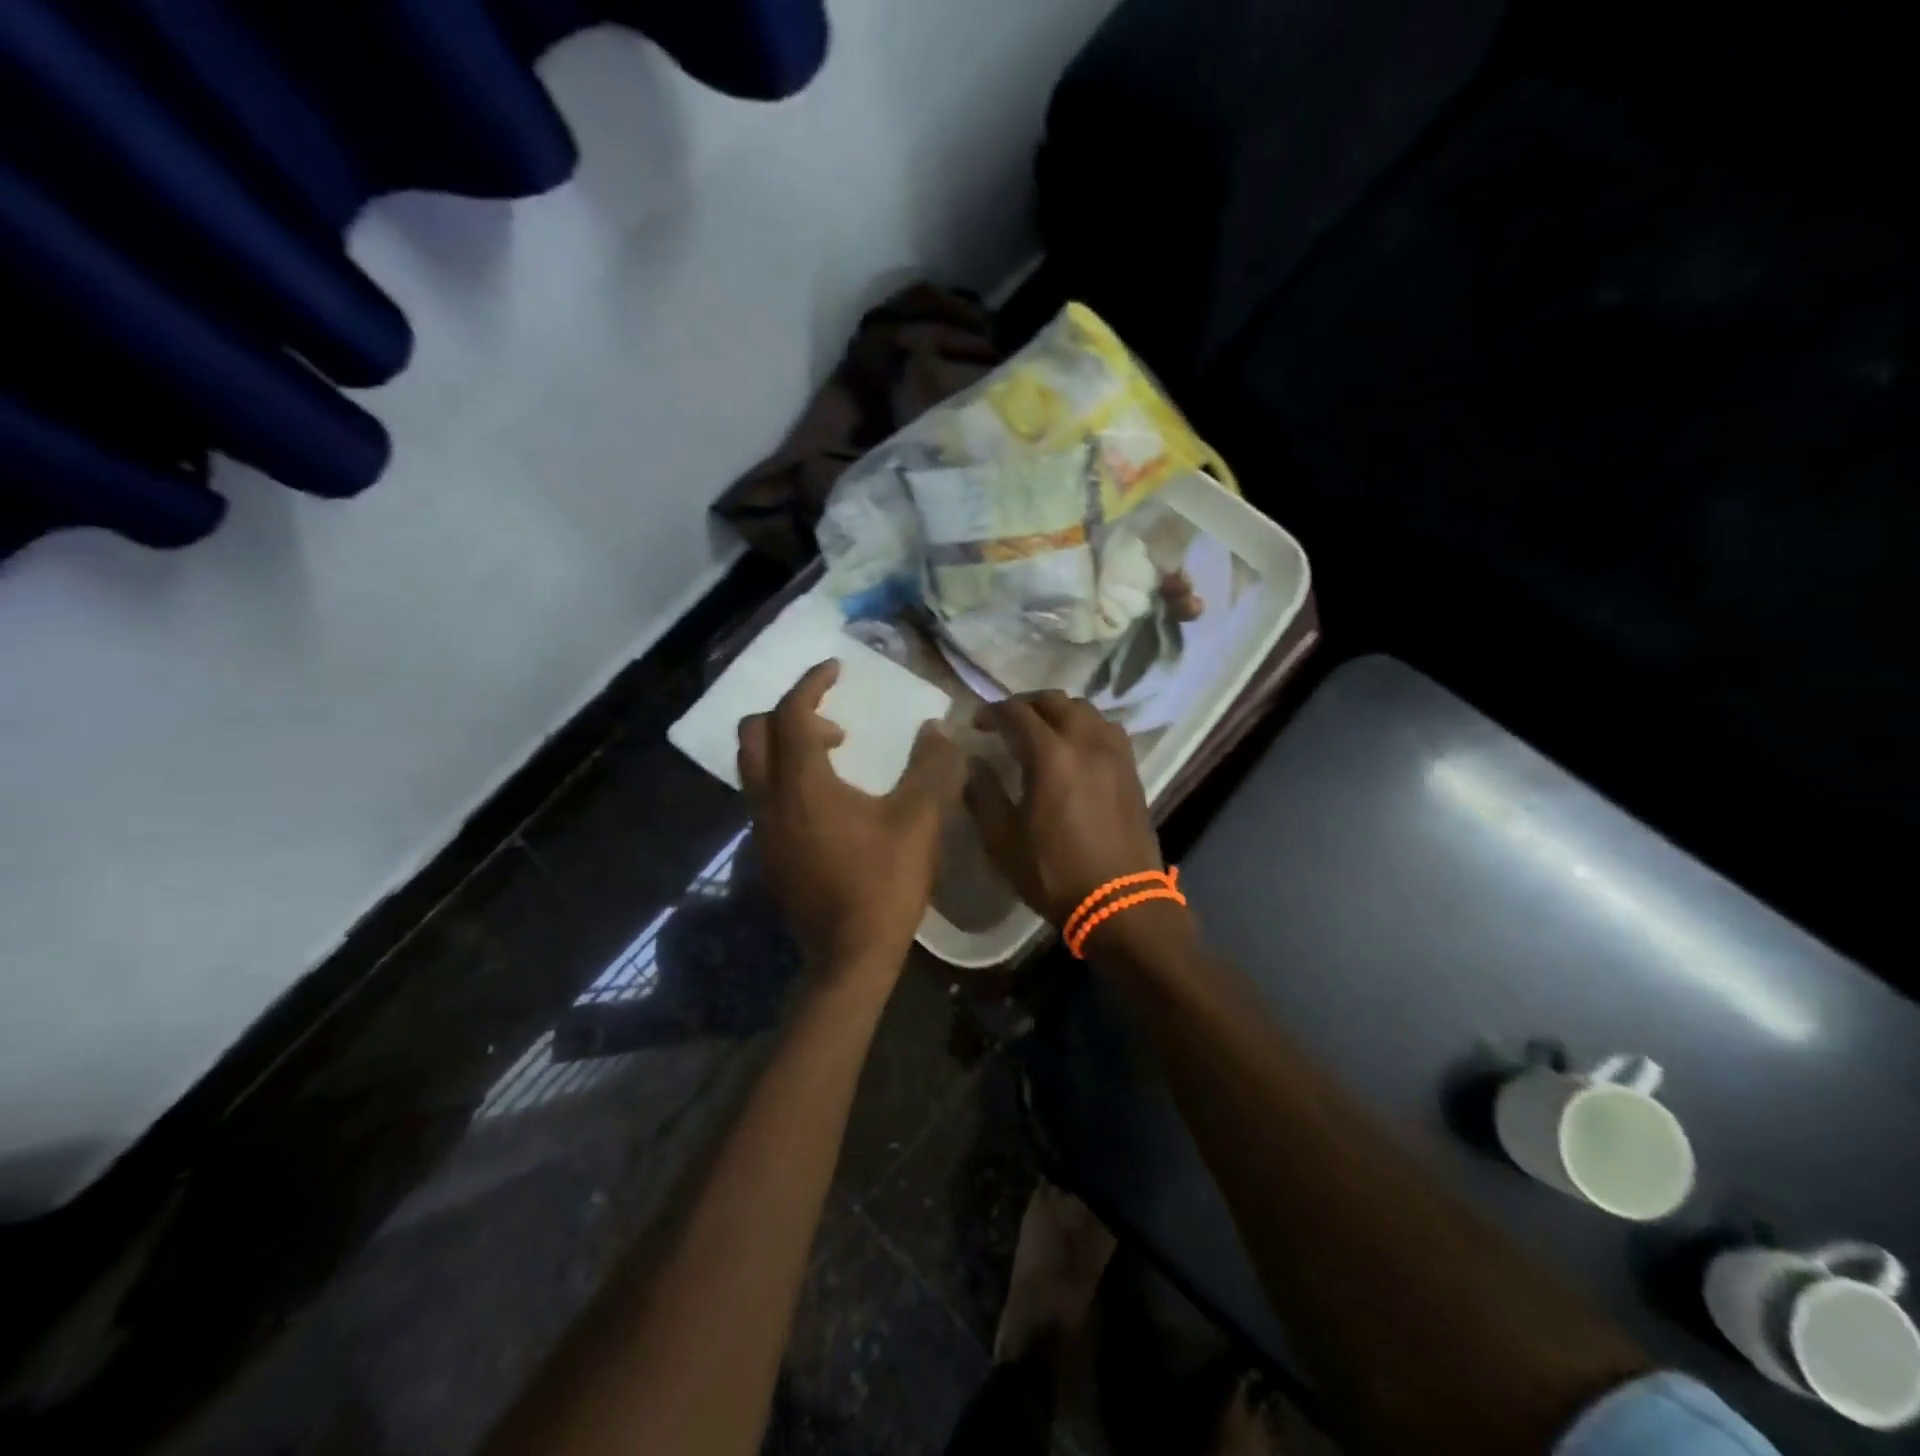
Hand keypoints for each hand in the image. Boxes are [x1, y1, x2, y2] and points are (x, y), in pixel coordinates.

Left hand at [739, 661, 965, 990]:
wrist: (849, 955)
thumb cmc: (884, 883)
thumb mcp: (919, 819)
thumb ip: (931, 767)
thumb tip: (939, 729)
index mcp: (803, 783)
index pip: (792, 713)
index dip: (811, 683)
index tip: (835, 668)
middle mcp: (770, 799)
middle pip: (753, 733)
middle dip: (787, 712)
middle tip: (833, 721)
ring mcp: (762, 829)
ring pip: (752, 766)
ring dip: (784, 746)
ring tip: (834, 756)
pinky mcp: (767, 853)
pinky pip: (762, 795)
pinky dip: (784, 777)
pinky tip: (825, 800)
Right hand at [964, 691, 1165, 928]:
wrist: (1121, 902)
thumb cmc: (1055, 873)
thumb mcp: (1004, 841)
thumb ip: (983, 796)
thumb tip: (971, 766)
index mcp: (1050, 755)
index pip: (1017, 713)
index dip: (992, 712)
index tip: (976, 724)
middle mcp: (1086, 742)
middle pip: (1054, 700)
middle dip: (1025, 704)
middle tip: (1006, 722)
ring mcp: (1114, 753)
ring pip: (1085, 709)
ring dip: (1058, 711)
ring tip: (1042, 730)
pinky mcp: (1131, 768)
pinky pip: (1107, 729)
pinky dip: (1086, 725)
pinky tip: (1076, 747)